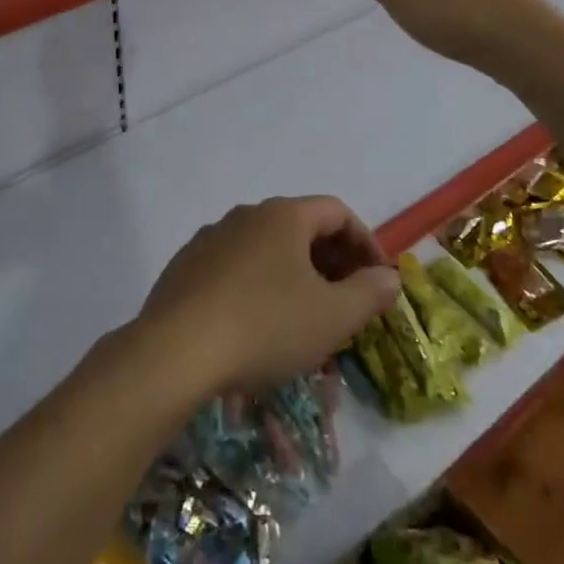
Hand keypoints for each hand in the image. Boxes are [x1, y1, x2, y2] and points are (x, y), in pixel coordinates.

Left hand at [137, 196, 399, 396]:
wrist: (175, 352)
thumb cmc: (265, 326)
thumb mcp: (331, 316)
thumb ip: (368, 292)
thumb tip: (388, 276)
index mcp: (283, 215)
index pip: (337, 212)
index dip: (365, 243)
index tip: (378, 281)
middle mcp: (246, 215)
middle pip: (301, 228)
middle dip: (331, 262)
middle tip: (347, 303)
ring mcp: (210, 238)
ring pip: (266, 250)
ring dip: (294, 277)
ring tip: (305, 320)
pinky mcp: (185, 267)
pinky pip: (235, 268)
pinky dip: (258, 287)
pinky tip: (257, 327)